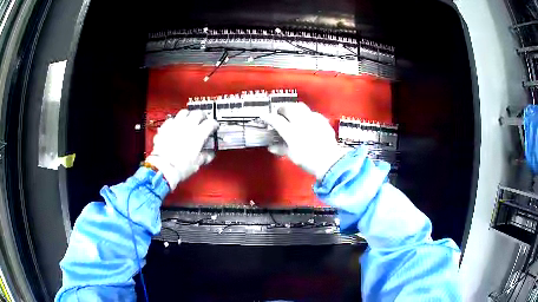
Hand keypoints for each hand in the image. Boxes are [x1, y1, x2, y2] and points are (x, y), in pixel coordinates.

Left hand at [146, 110, 218, 189]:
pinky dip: (175, 121)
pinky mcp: (165, 127)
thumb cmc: (180, 166)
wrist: (163, 167)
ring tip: (189, 119)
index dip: (214, 124)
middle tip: (203, 120)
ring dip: (189, 115)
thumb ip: (205, 156)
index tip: (214, 127)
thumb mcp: (197, 163)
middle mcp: (188, 126)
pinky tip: (175, 125)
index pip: (210, 123)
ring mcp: (175, 125)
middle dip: (202, 116)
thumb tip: (208, 155)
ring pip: (184, 112)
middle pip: (198, 113)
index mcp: (199, 134)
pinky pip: (171, 119)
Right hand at [261, 102, 347, 179]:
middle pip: (288, 108)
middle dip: (281, 108)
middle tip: (279, 113)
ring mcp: (313, 120)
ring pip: (301, 106)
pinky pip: (312, 113)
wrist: (330, 162)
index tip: (264, 117)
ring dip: (293, 107)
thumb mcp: (292, 156)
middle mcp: (301, 122)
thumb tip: (272, 147)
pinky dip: (306, 114)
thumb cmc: (310, 161)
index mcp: (291, 132)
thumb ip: (281, 149)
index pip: (276, 120)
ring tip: (292, 112)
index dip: (268, 117)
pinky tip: (307, 119)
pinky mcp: (322, 121)